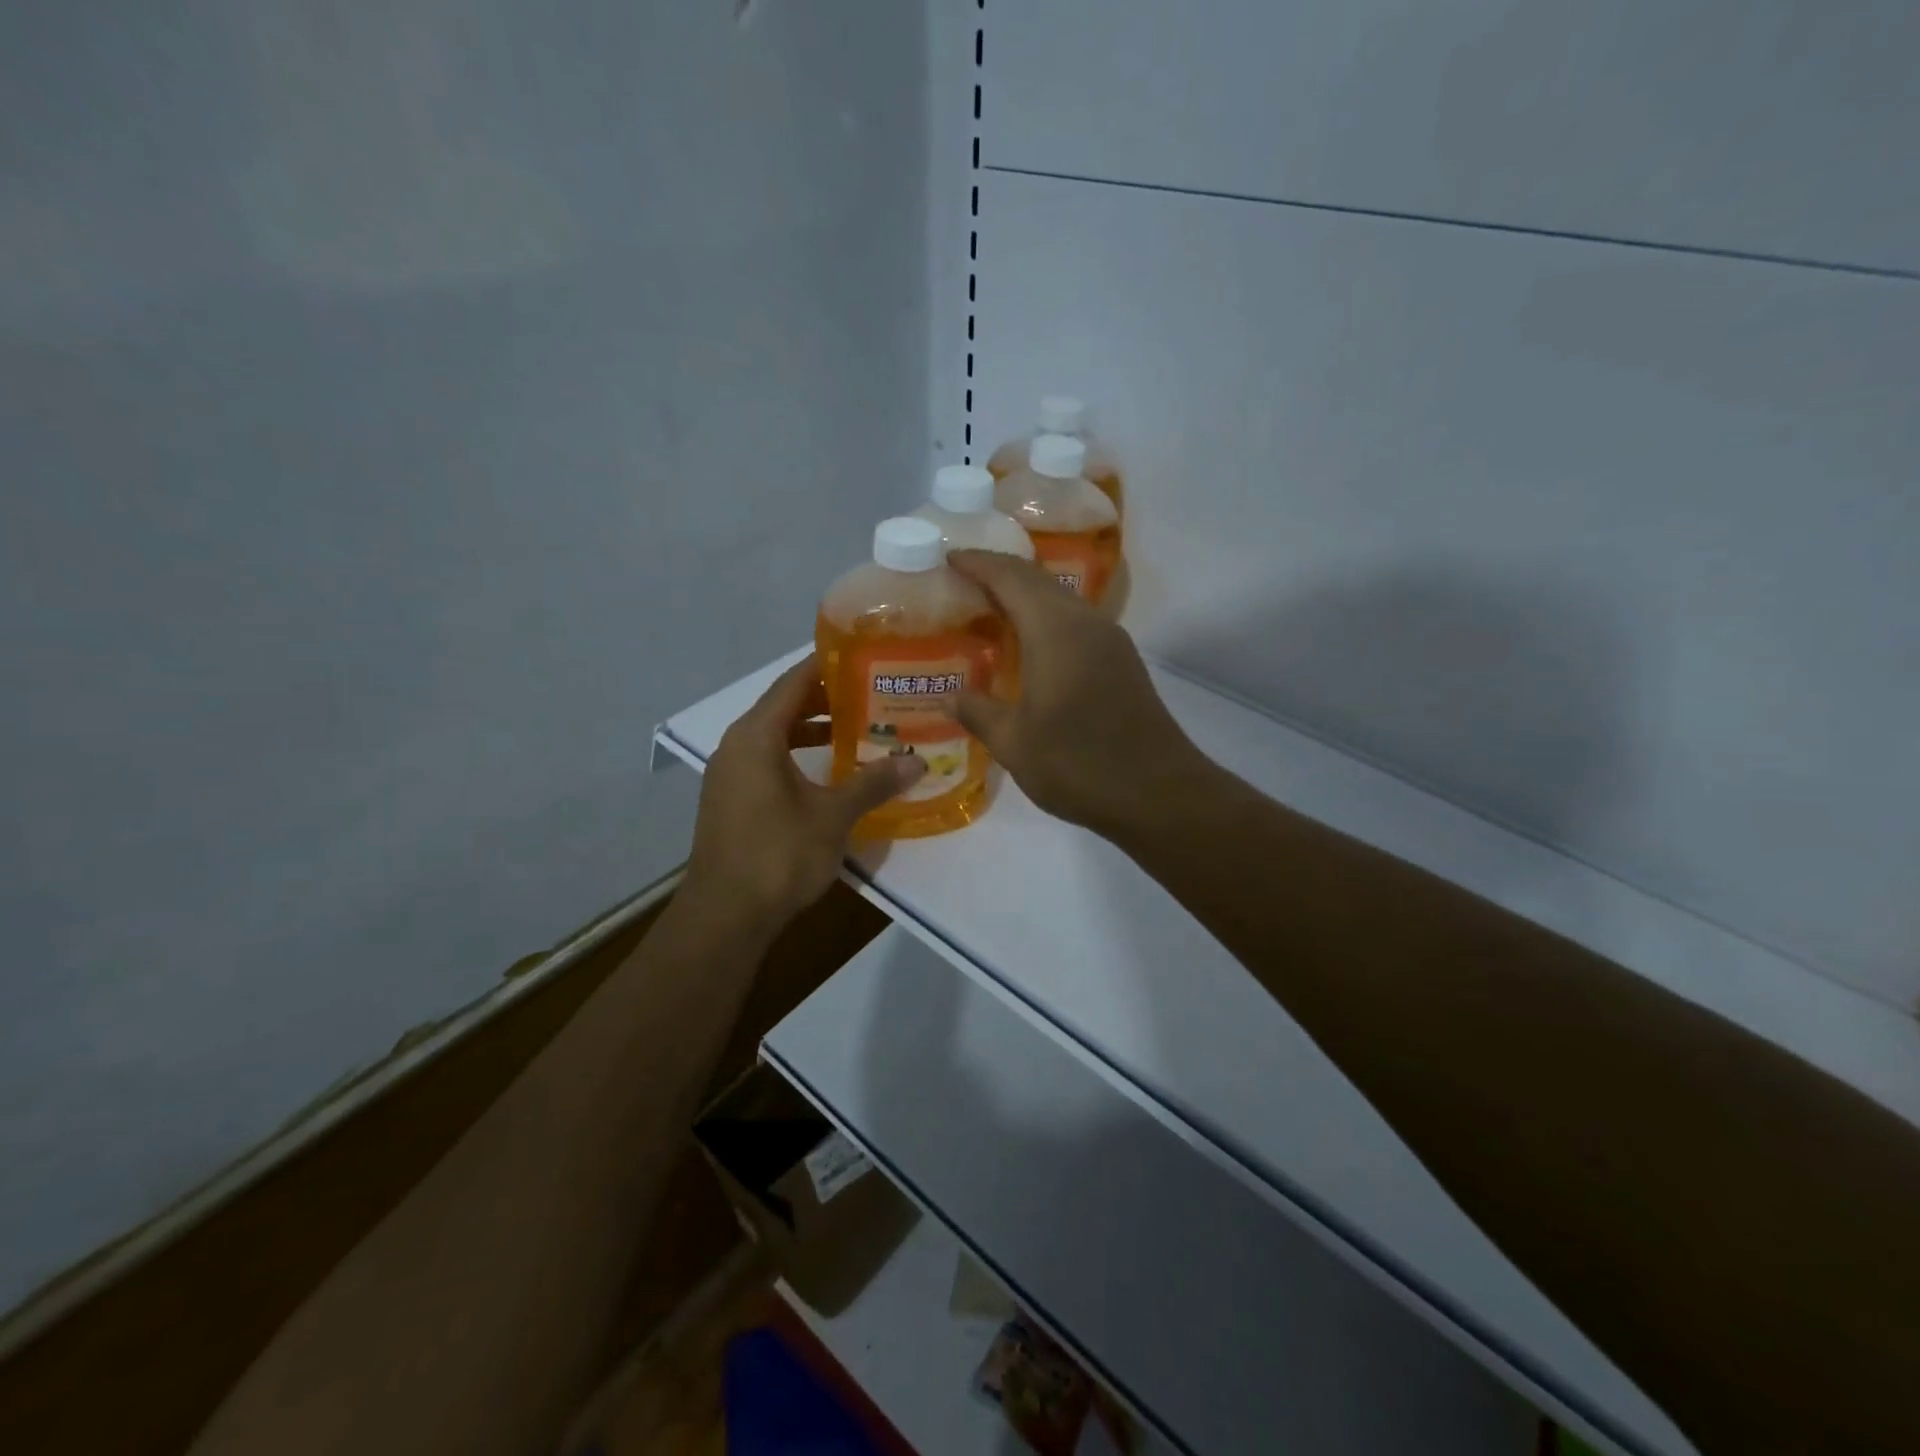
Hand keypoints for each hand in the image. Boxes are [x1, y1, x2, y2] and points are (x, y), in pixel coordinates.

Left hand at [683, 655, 924, 931]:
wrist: (726, 916)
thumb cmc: (778, 854)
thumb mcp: (833, 816)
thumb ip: (873, 783)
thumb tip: (917, 760)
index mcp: (756, 736)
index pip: (793, 682)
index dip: (826, 665)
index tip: (862, 655)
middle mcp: (737, 746)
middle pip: (783, 706)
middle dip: (826, 699)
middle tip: (871, 692)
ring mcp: (730, 775)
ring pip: (774, 737)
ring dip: (812, 730)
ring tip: (856, 729)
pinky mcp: (731, 801)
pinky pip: (767, 761)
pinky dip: (796, 756)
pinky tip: (828, 773)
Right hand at [949, 551, 1210, 837]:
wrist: (1159, 793)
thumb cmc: (1079, 764)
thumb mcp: (1015, 743)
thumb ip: (978, 712)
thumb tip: (950, 697)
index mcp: (1055, 630)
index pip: (1010, 577)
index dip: (978, 563)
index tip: (948, 557)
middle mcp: (1086, 623)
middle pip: (1038, 581)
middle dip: (1000, 573)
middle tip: (963, 581)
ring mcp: (1110, 642)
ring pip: (1061, 601)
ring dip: (1026, 597)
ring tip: (990, 610)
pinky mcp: (1122, 663)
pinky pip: (1076, 624)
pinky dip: (1046, 620)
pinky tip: (1029, 647)